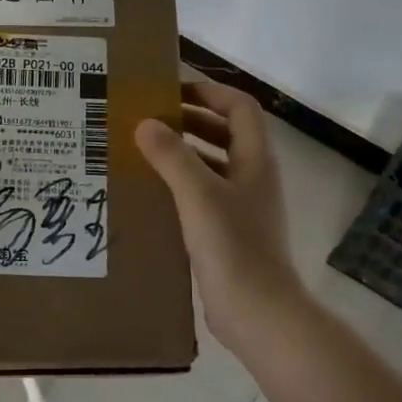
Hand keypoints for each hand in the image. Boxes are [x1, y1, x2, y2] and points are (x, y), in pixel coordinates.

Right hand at [136, 81, 309, 356]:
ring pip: (212, 164)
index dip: (208, 91)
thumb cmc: (233, 248)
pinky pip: (203, 193)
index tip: (171, 89)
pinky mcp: (228, 231)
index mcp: (255, 160)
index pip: (239, 107)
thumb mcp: (198, 195)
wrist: (258, 313)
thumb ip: (172, 156)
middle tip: (148, 116)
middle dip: (190, 119)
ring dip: (183, 152)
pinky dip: (180, 184)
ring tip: (143, 149)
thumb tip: (145, 122)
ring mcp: (242, 206)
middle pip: (225, 133)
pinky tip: (151, 192)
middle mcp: (252, 177)